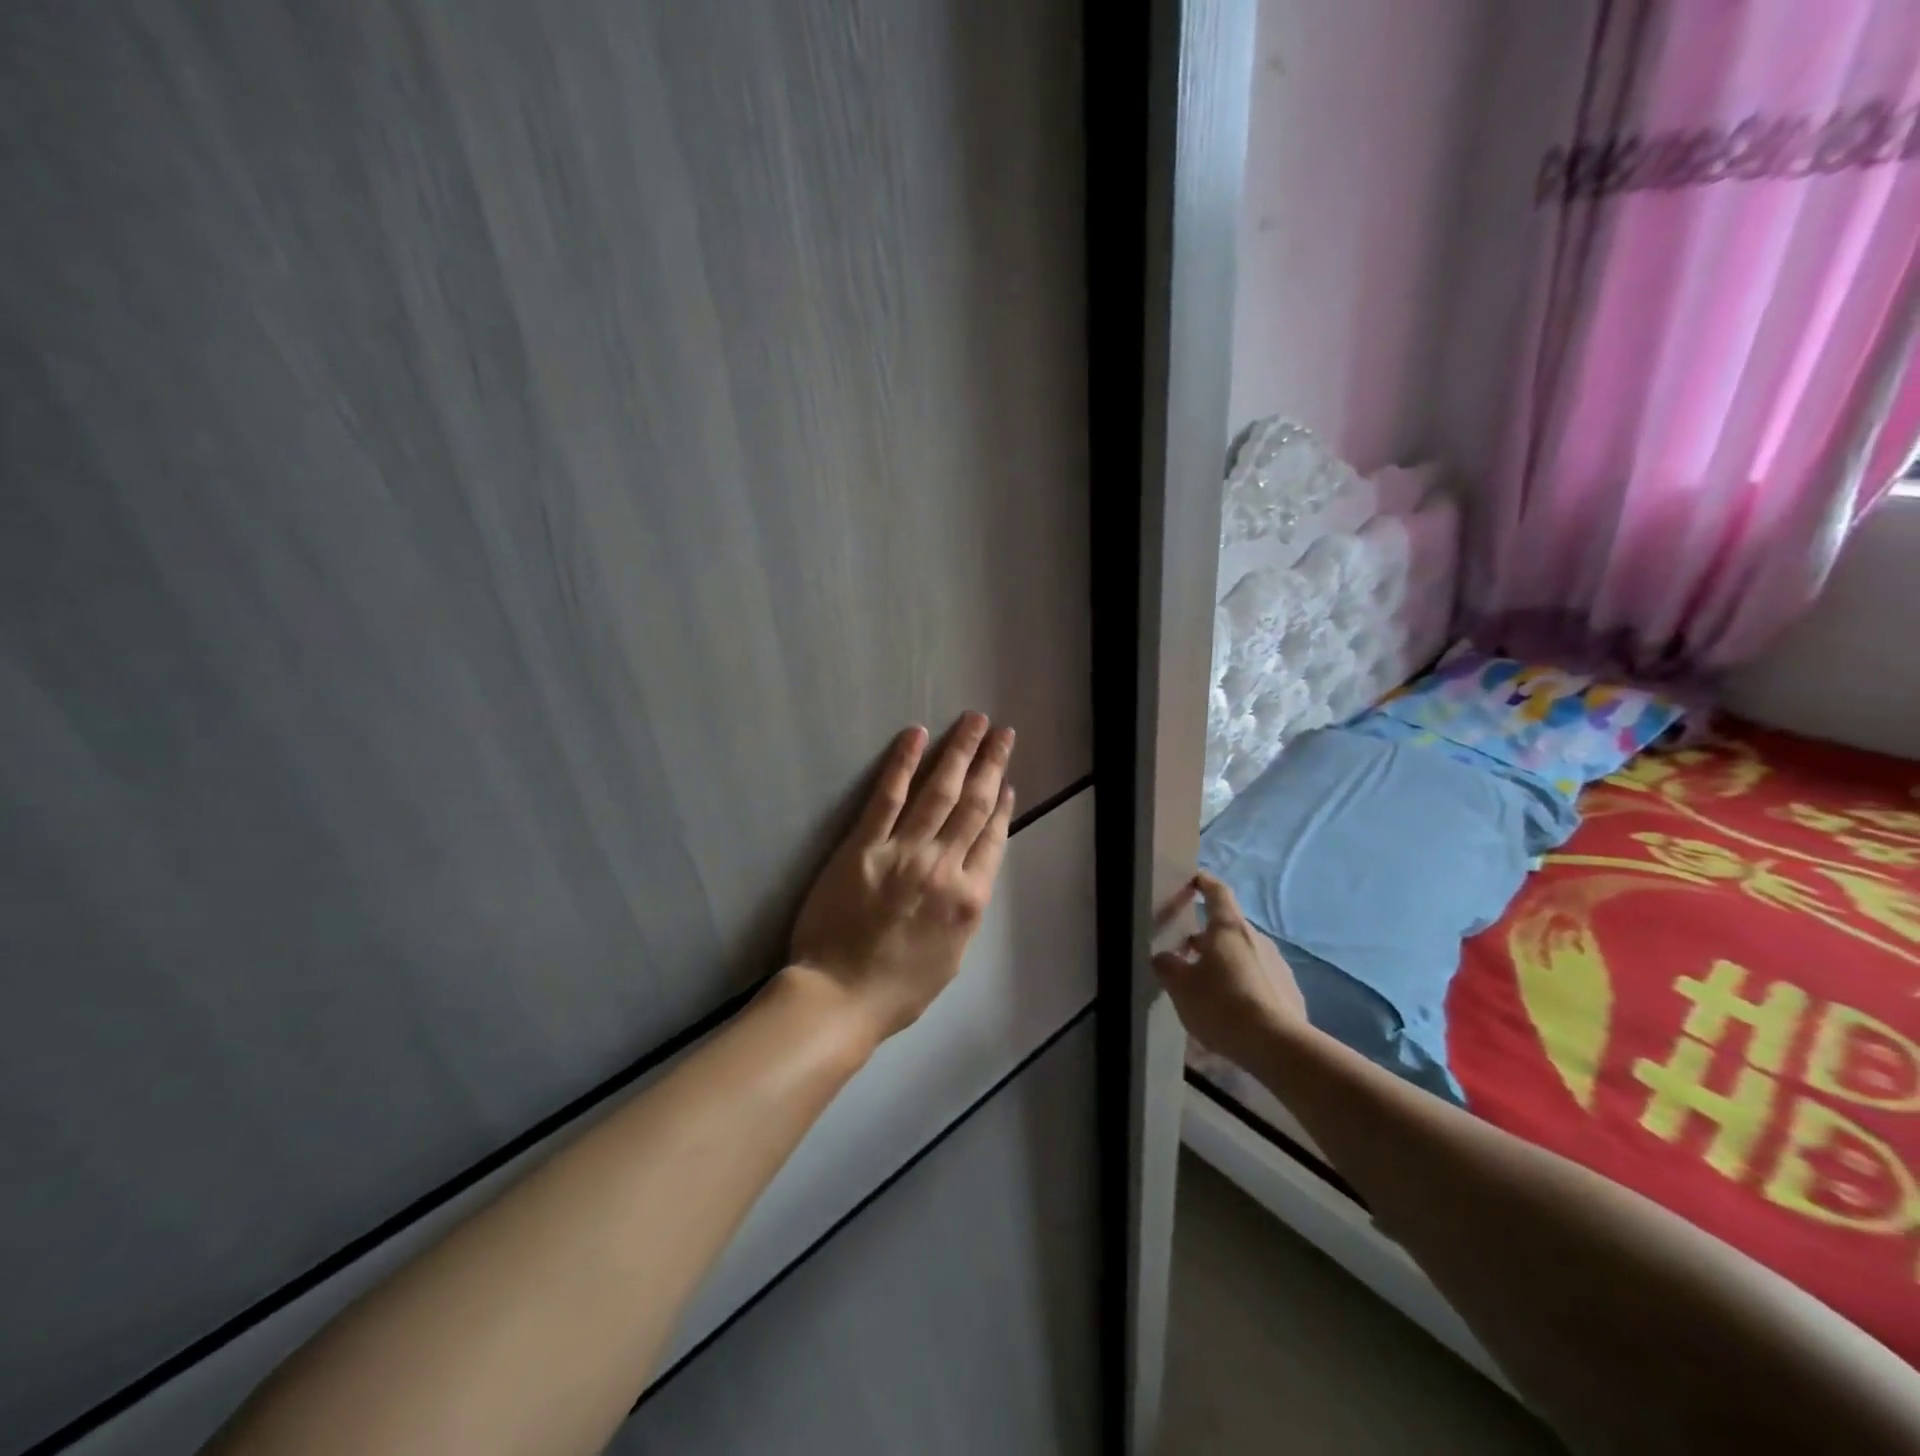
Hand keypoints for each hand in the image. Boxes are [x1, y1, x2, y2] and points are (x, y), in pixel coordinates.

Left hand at [788, 713, 1015, 1044]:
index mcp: (968, 900)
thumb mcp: (952, 956)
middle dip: (989, 763)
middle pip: (972, 804)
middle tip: (1001, 731)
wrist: (840, 996)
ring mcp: (903, 853)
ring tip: (973, 722)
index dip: (1001, 805)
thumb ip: (964, 909)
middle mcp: (943, 868)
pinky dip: (903, 763)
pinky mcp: (864, 846)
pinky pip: (888, 797)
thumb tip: (971, 872)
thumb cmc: (898, 988)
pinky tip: (916, 735)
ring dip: (959, 752)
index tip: (1006, 780)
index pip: (992, 838)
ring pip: (939, 792)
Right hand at [1153, 871, 1307, 1068]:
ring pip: (1244, 954)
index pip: (1217, 892)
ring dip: (1224, 962)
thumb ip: (1168, 966)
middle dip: (1206, 936)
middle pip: (1228, 928)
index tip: (1194, 879)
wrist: (1278, 1047)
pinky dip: (1243, 984)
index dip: (1205, 883)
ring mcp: (1278, 965)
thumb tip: (1163, 957)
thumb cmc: (1222, 1005)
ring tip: (1206, 985)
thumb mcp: (1181, 987)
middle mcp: (1256, 939)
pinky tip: (1232, 1008)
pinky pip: (1259, 979)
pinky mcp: (1290, 992)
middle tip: (1185, 952)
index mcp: (1228, 928)